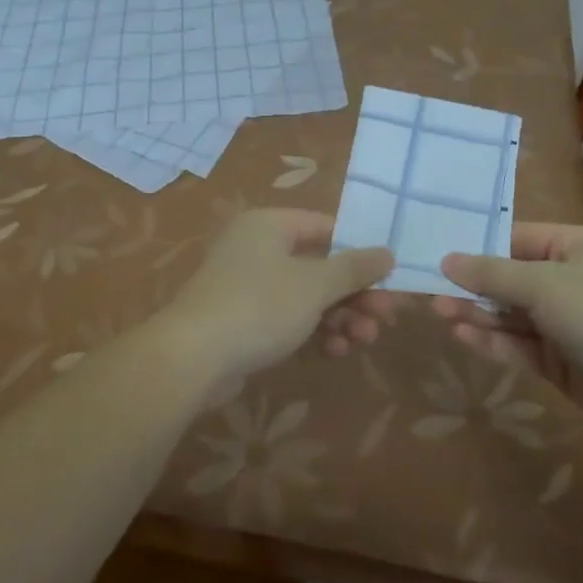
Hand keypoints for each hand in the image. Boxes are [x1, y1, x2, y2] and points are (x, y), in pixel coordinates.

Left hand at [160, 209, 392, 382]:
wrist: (193, 358)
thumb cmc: (259, 306)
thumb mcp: (315, 285)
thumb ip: (354, 268)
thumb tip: (387, 252)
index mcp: (269, 225)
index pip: (325, 227)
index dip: (359, 250)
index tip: (389, 277)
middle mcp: (257, 248)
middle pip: (319, 265)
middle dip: (354, 293)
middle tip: (386, 317)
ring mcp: (248, 286)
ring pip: (306, 296)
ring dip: (340, 317)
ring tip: (364, 341)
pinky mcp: (244, 321)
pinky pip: (288, 319)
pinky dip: (314, 332)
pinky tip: (336, 352)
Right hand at [438, 223, 582, 442]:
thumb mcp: (544, 285)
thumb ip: (492, 274)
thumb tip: (446, 259)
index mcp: (572, 247)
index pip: (514, 239)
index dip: (477, 246)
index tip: (437, 252)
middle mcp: (568, 280)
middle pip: (509, 278)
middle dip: (472, 284)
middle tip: (429, 288)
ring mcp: (565, 323)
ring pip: (511, 314)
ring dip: (478, 313)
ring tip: (439, 311)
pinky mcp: (562, 361)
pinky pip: (520, 345)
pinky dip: (494, 341)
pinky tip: (463, 336)